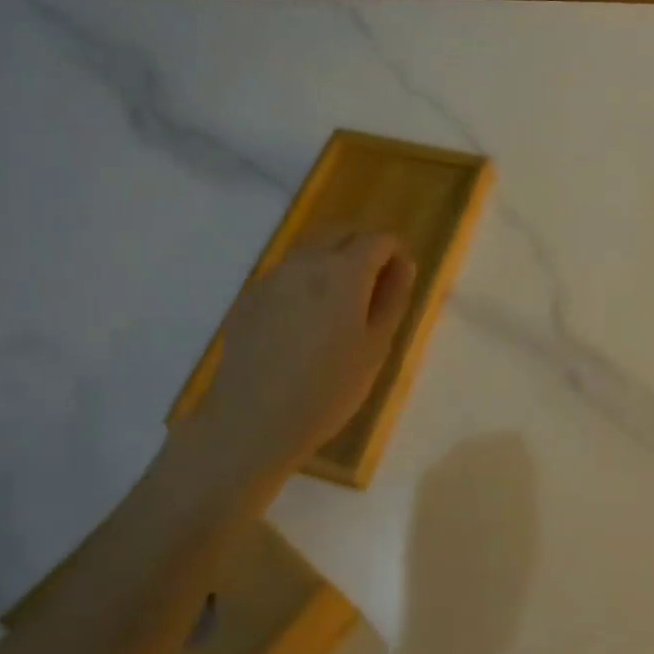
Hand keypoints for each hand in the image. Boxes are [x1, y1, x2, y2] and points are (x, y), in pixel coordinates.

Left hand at [196, 233, 416, 474]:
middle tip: (373, 287)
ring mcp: (272, 276)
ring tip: (338, 305)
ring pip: (311, 249)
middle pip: (341, 231)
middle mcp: (306, 261)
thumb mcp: (376, 347)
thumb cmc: (328, 390)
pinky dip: (304, 280)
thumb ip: (393, 298)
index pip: (378, 239)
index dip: (394, 254)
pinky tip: (304, 321)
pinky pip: (286, 272)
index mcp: (344, 271)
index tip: (398, 281)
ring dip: (332, 260)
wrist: (253, 421)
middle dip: (363, 246)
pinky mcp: (249, 295)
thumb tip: (403, 264)